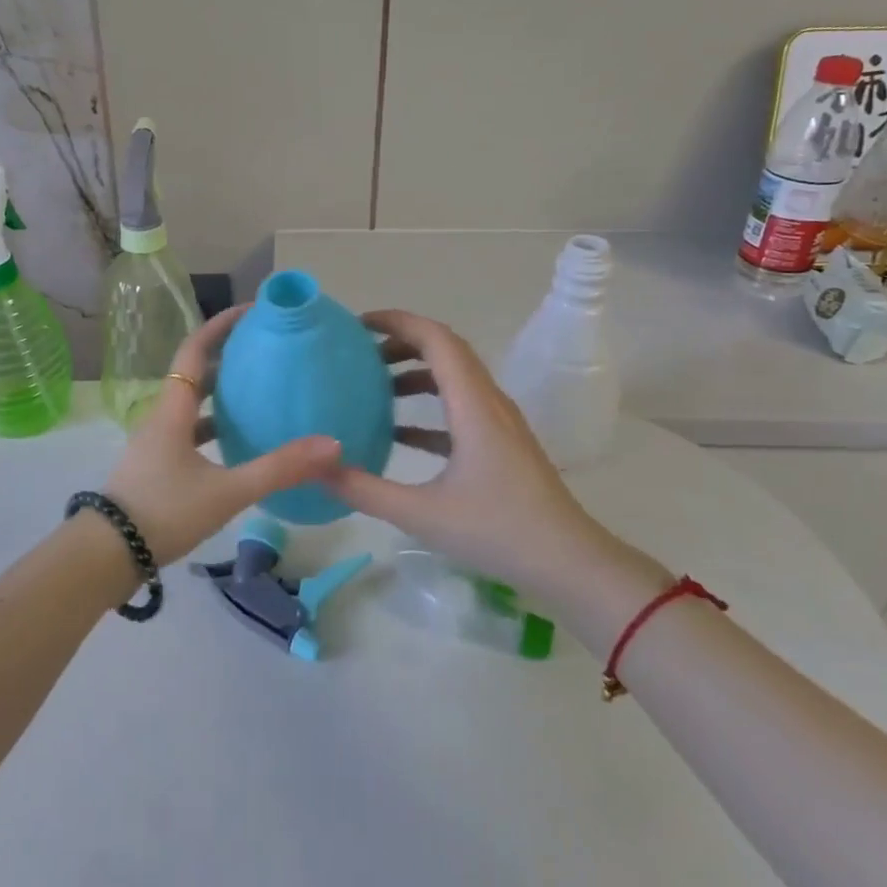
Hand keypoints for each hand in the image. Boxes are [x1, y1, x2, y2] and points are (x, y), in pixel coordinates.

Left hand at [102, 306, 342, 565]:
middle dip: (228, 356)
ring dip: (222, 393)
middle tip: (266, 350)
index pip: (195, 351)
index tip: (251, 310)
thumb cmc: (163, 512)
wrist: (106, 555)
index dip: (220, 326)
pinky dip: (215, 427)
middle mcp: (162, 418)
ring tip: (259, 391)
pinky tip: (238, 445)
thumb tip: (332, 445)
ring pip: (192, 405)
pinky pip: (190, 432)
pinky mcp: (156, 467)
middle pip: (195, 374)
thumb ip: (278, 469)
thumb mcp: (226, 491)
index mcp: (173, 409)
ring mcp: (156, 444)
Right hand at [323, 309, 615, 586]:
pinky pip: (460, 408)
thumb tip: (317, 469)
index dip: (397, 322)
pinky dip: (428, 407)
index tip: (358, 325)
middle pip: (445, 351)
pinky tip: (398, 433)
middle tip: (358, 354)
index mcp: (473, 405)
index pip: (435, 339)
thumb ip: (364, 490)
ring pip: (454, 378)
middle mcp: (488, 402)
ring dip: (414, 373)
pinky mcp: (502, 444)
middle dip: (400, 343)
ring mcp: (499, 423)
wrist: (569, 564)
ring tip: (373, 387)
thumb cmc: (497, 531)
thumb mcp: (421, 513)